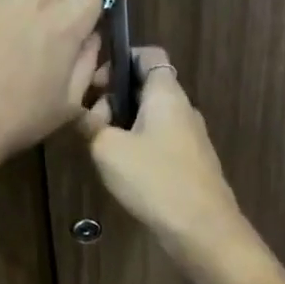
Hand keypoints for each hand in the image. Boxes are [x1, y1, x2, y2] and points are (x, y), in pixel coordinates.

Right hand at [78, 45, 246, 264]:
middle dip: (115, 97)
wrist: (202, 228)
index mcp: (166, 93)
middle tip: (90, 121)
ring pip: (151, 116)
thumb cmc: (154, 178)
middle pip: (146, 86)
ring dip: (124, 124)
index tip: (96, 81)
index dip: (121, 58)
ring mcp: (191, 136)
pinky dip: (138, 144)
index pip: (149, 55)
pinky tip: (122, 169)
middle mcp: (183, 108)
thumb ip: (91, 125)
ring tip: (100, 147)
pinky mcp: (191, 162)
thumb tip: (83, 113)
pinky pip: (160, 140)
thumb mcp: (107, 149)